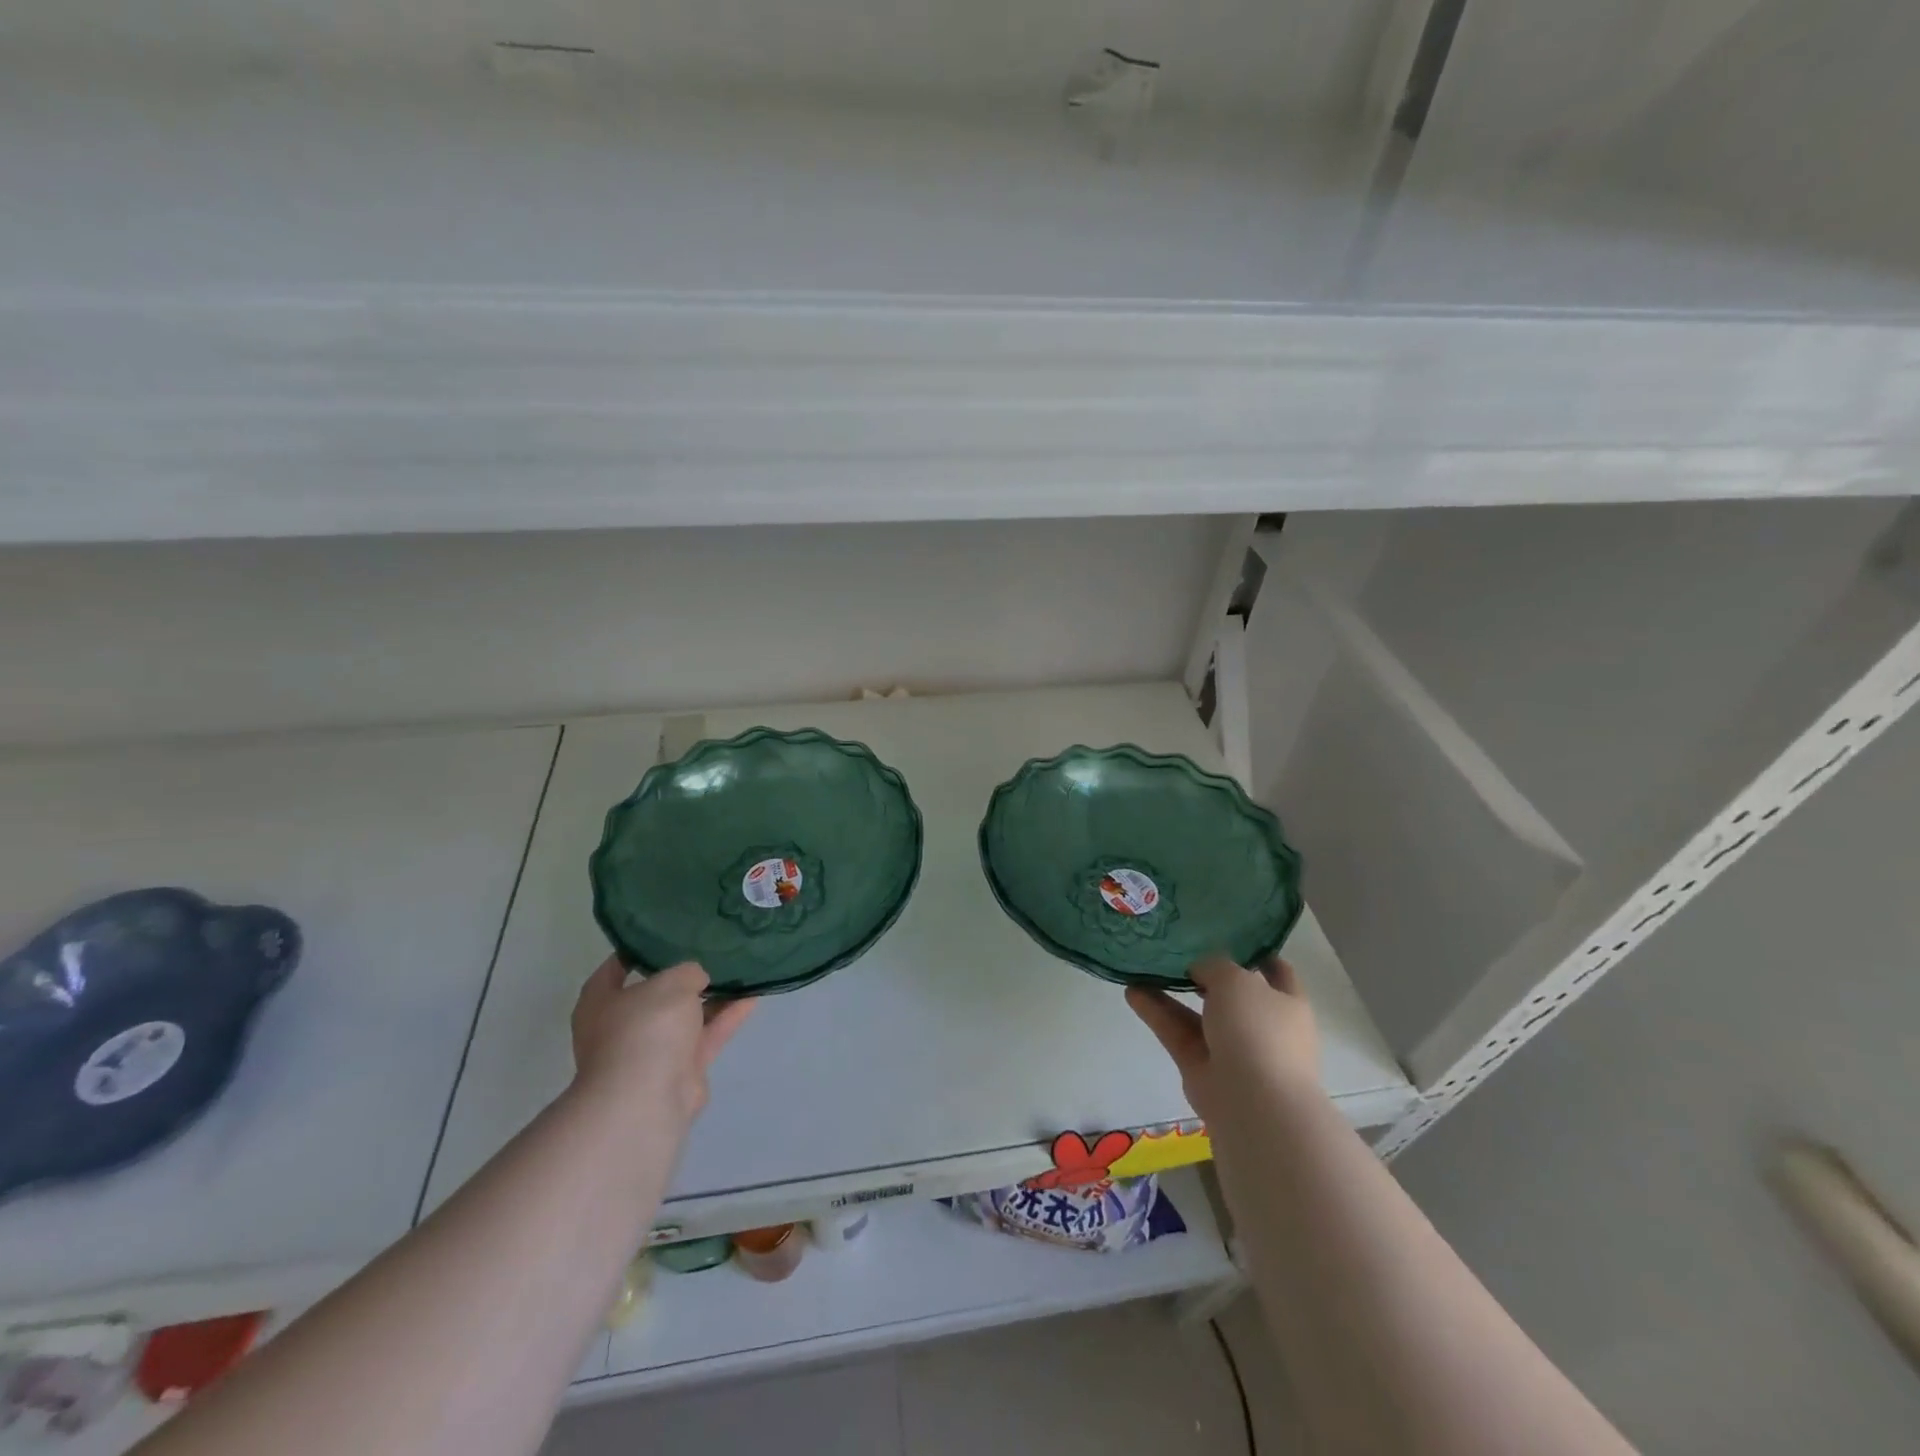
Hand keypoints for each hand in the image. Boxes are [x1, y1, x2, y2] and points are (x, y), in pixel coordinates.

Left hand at [569, 958, 753, 1125]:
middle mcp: (621, 1028)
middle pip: (654, 996)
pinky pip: (706, 1036)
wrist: (647, 1099)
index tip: (662, 936)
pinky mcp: (680, 1071)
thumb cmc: (645, 1028)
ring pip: (685, 1017)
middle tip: (708, 952)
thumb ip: (688, 972)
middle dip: (681, 978)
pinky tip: (751, 997)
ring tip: (738, 971)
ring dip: (710, 998)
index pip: (613, 970)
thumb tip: (696, 979)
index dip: (635, 951)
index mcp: (600, 1003)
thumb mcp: (671, 983)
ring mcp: (651, 1052)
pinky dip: (726, 1018)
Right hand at [1126, 954, 1319, 1123]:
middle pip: (1231, 994)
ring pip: (1197, 1014)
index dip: (1256, 953)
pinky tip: (1132, 992)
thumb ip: (1214, 965)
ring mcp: (1231, 1049)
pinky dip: (1157, 1014)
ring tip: (1142, 968)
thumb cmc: (1257, 1029)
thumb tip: (1199, 969)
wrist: (1253, 1102)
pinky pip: (1177, 1033)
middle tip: (1175, 950)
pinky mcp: (1201, 1067)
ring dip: (1171, 992)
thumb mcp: (1236, 979)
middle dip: (1205, 974)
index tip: (1228, 935)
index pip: (1277, 972)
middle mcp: (1262, 1025)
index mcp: (1287, 1003)